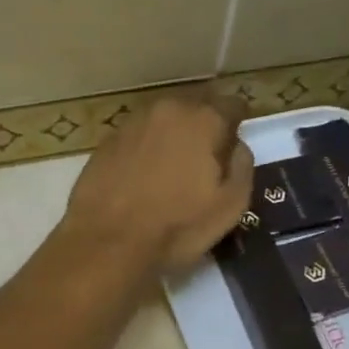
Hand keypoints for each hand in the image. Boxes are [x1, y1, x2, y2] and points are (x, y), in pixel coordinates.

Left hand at [61, 93, 255, 277]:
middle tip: (204, 164)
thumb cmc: (176, 228)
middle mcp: (167, 109)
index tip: (233, 149)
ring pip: (163, 122)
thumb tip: (236, 146)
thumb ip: (242, 167)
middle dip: (204, 129)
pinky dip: (145, 152)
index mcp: (203, 119)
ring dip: (172, 139)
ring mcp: (131, 123)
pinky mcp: (106, 142)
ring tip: (172, 172)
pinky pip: (137, 139)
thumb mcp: (229, 207)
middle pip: (195, 109)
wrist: (106, 243)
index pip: (233, 105)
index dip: (237, 126)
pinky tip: (142, 180)